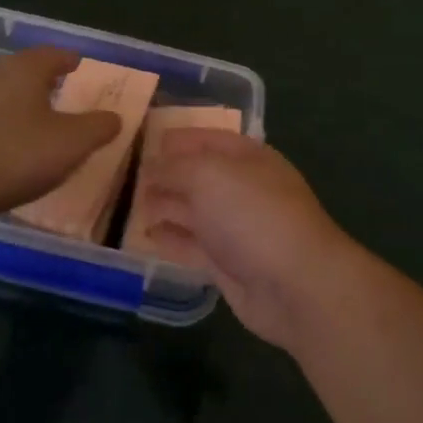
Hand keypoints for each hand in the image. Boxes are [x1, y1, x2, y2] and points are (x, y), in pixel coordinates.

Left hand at [0, 47, 121, 216]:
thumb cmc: (15, 154)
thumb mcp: (71, 143)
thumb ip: (98, 127)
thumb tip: (115, 117)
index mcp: (25, 69)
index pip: (53, 54)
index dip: (69, 60)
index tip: (79, 65)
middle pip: (23, 69)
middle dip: (42, 79)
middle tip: (59, 91)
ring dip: (17, 102)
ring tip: (33, 120)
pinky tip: (2, 145)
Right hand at [139, 131, 361, 350]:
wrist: (294, 283)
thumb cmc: (253, 214)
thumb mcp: (209, 175)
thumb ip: (175, 167)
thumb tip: (152, 166)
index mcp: (247, 157)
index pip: (208, 139)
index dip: (178, 138)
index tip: (143, 141)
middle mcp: (242, 188)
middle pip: (199, 175)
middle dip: (167, 174)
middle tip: (128, 176)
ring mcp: (236, 227)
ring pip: (194, 210)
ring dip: (165, 206)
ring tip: (130, 204)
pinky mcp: (228, 263)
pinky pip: (193, 245)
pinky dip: (171, 240)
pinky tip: (146, 237)